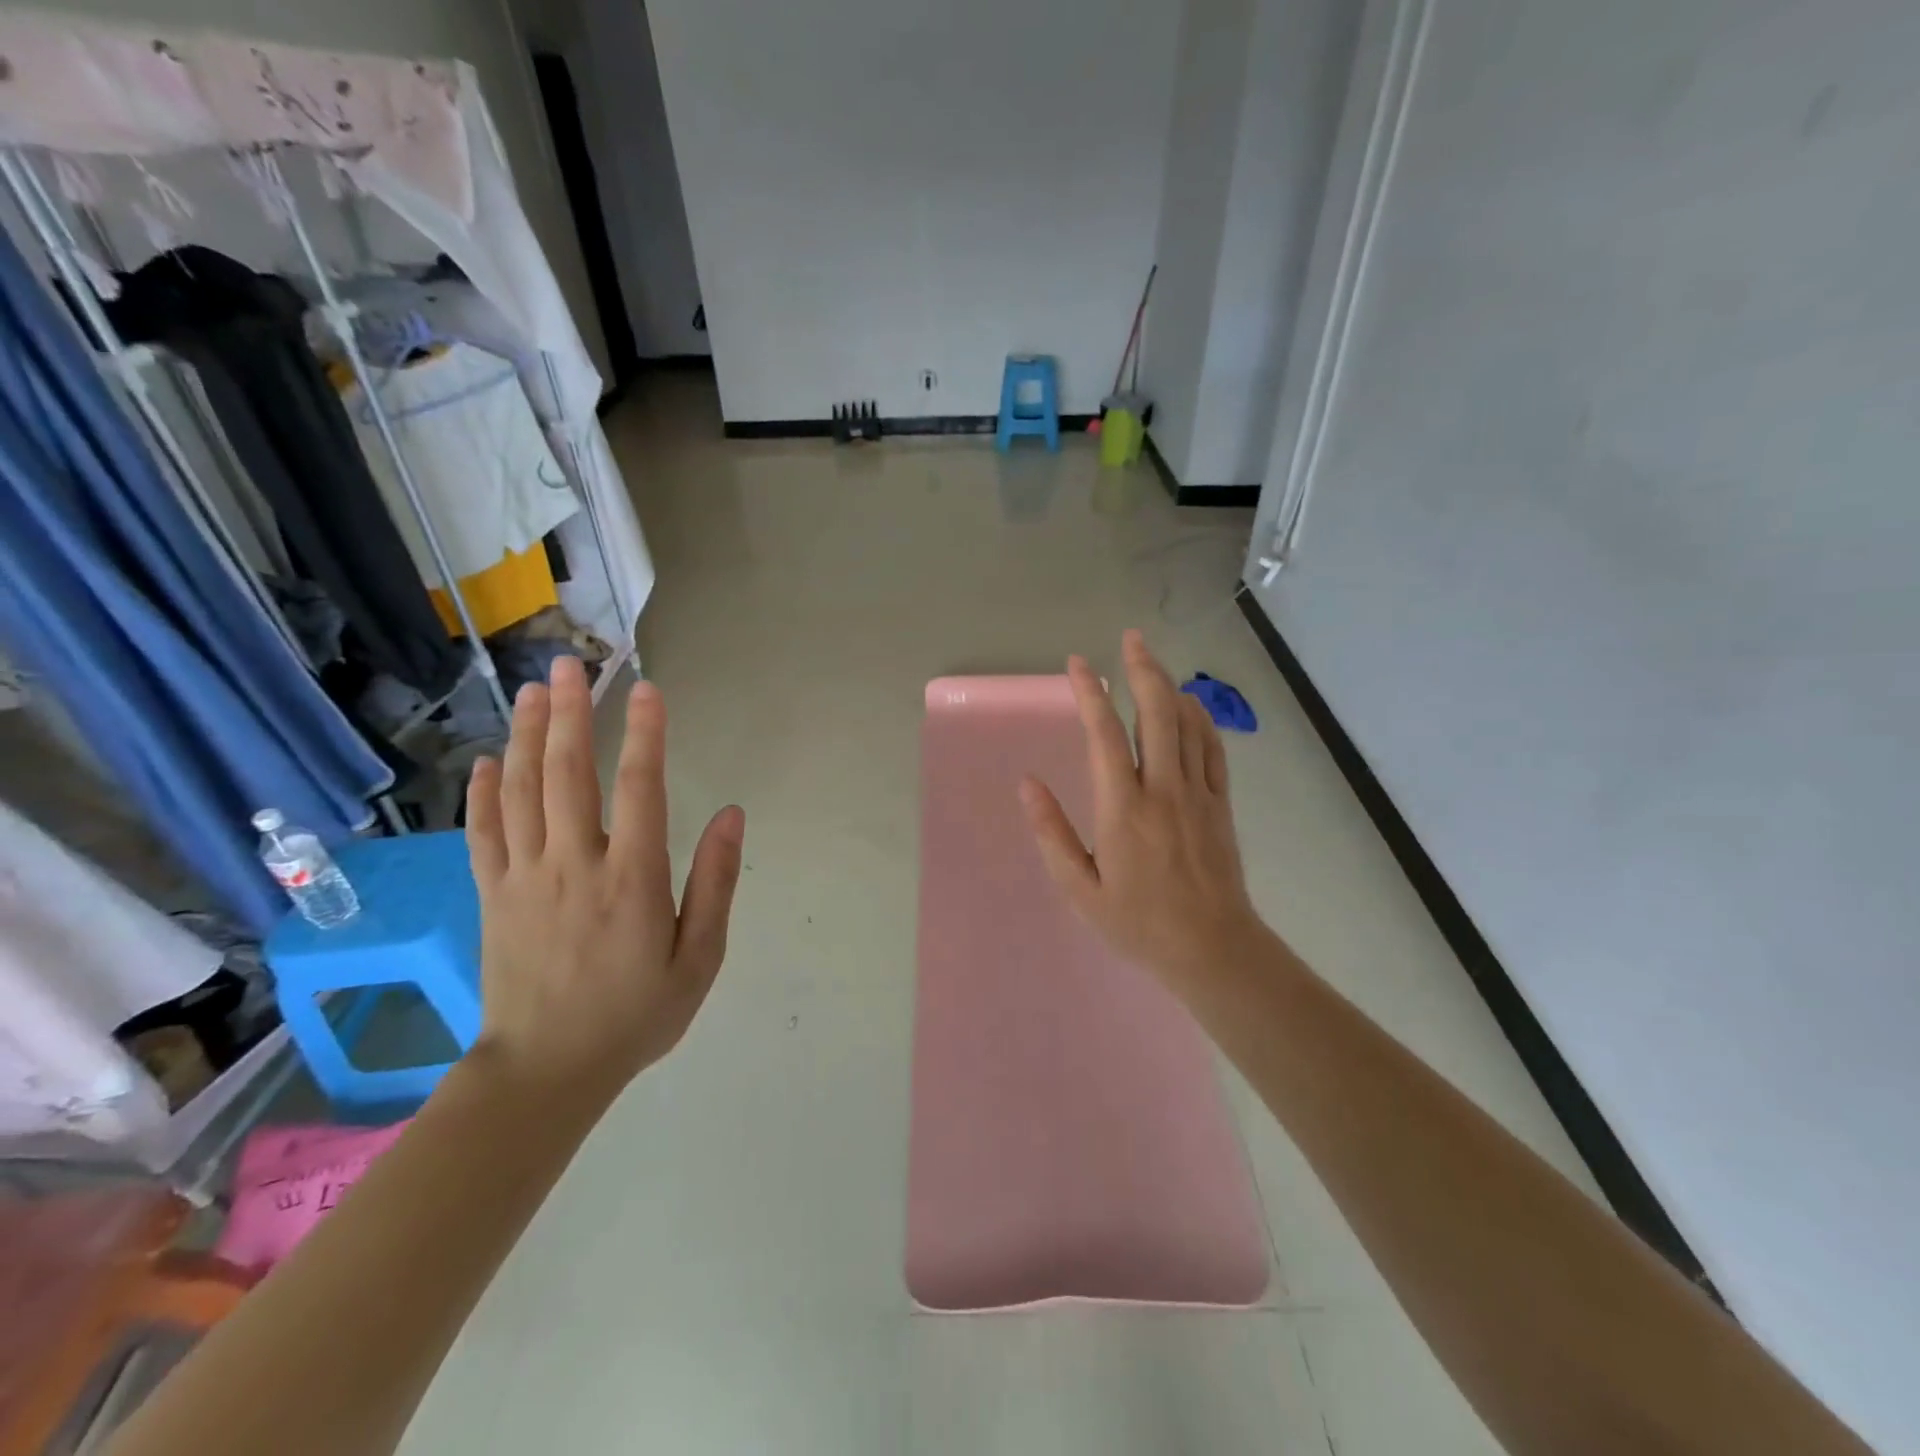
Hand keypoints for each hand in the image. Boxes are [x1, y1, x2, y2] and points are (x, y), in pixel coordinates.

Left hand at [464, 657, 743, 1103]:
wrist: (546, 1072)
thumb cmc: (636, 1014)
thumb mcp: (700, 958)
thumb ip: (715, 883)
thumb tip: (730, 815)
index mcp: (632, 879)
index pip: (639, 788)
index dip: (644, 734)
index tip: (646, 689)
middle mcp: (574, 865)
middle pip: (567, 774)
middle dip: (569, 713)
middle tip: (568, 664)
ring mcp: (524, 878)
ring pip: (521, 792)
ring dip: (526, 736)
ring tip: (532, 690)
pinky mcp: (491, 896)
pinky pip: (482, 832)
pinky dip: (482, 792)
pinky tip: (486, 759)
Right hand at [1020, 630, 1264, 988]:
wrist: (1212, 948)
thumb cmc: (1138, 923)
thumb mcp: (1080, 889)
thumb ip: (1052, 833)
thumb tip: (1028, 784)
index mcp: (1123, 809)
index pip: (1104, 735)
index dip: (1089, 693)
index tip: (1078, 664)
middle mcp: (1163, 790)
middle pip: (1156, 713)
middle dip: (1142, 669)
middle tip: (1130, 638)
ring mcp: (1198, 793)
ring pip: (1188, 723)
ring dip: (1170, 685)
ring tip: (1152, 661)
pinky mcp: (1220, 802)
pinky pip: (1213, 747)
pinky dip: (1200, 717)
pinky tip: (1188, 704)